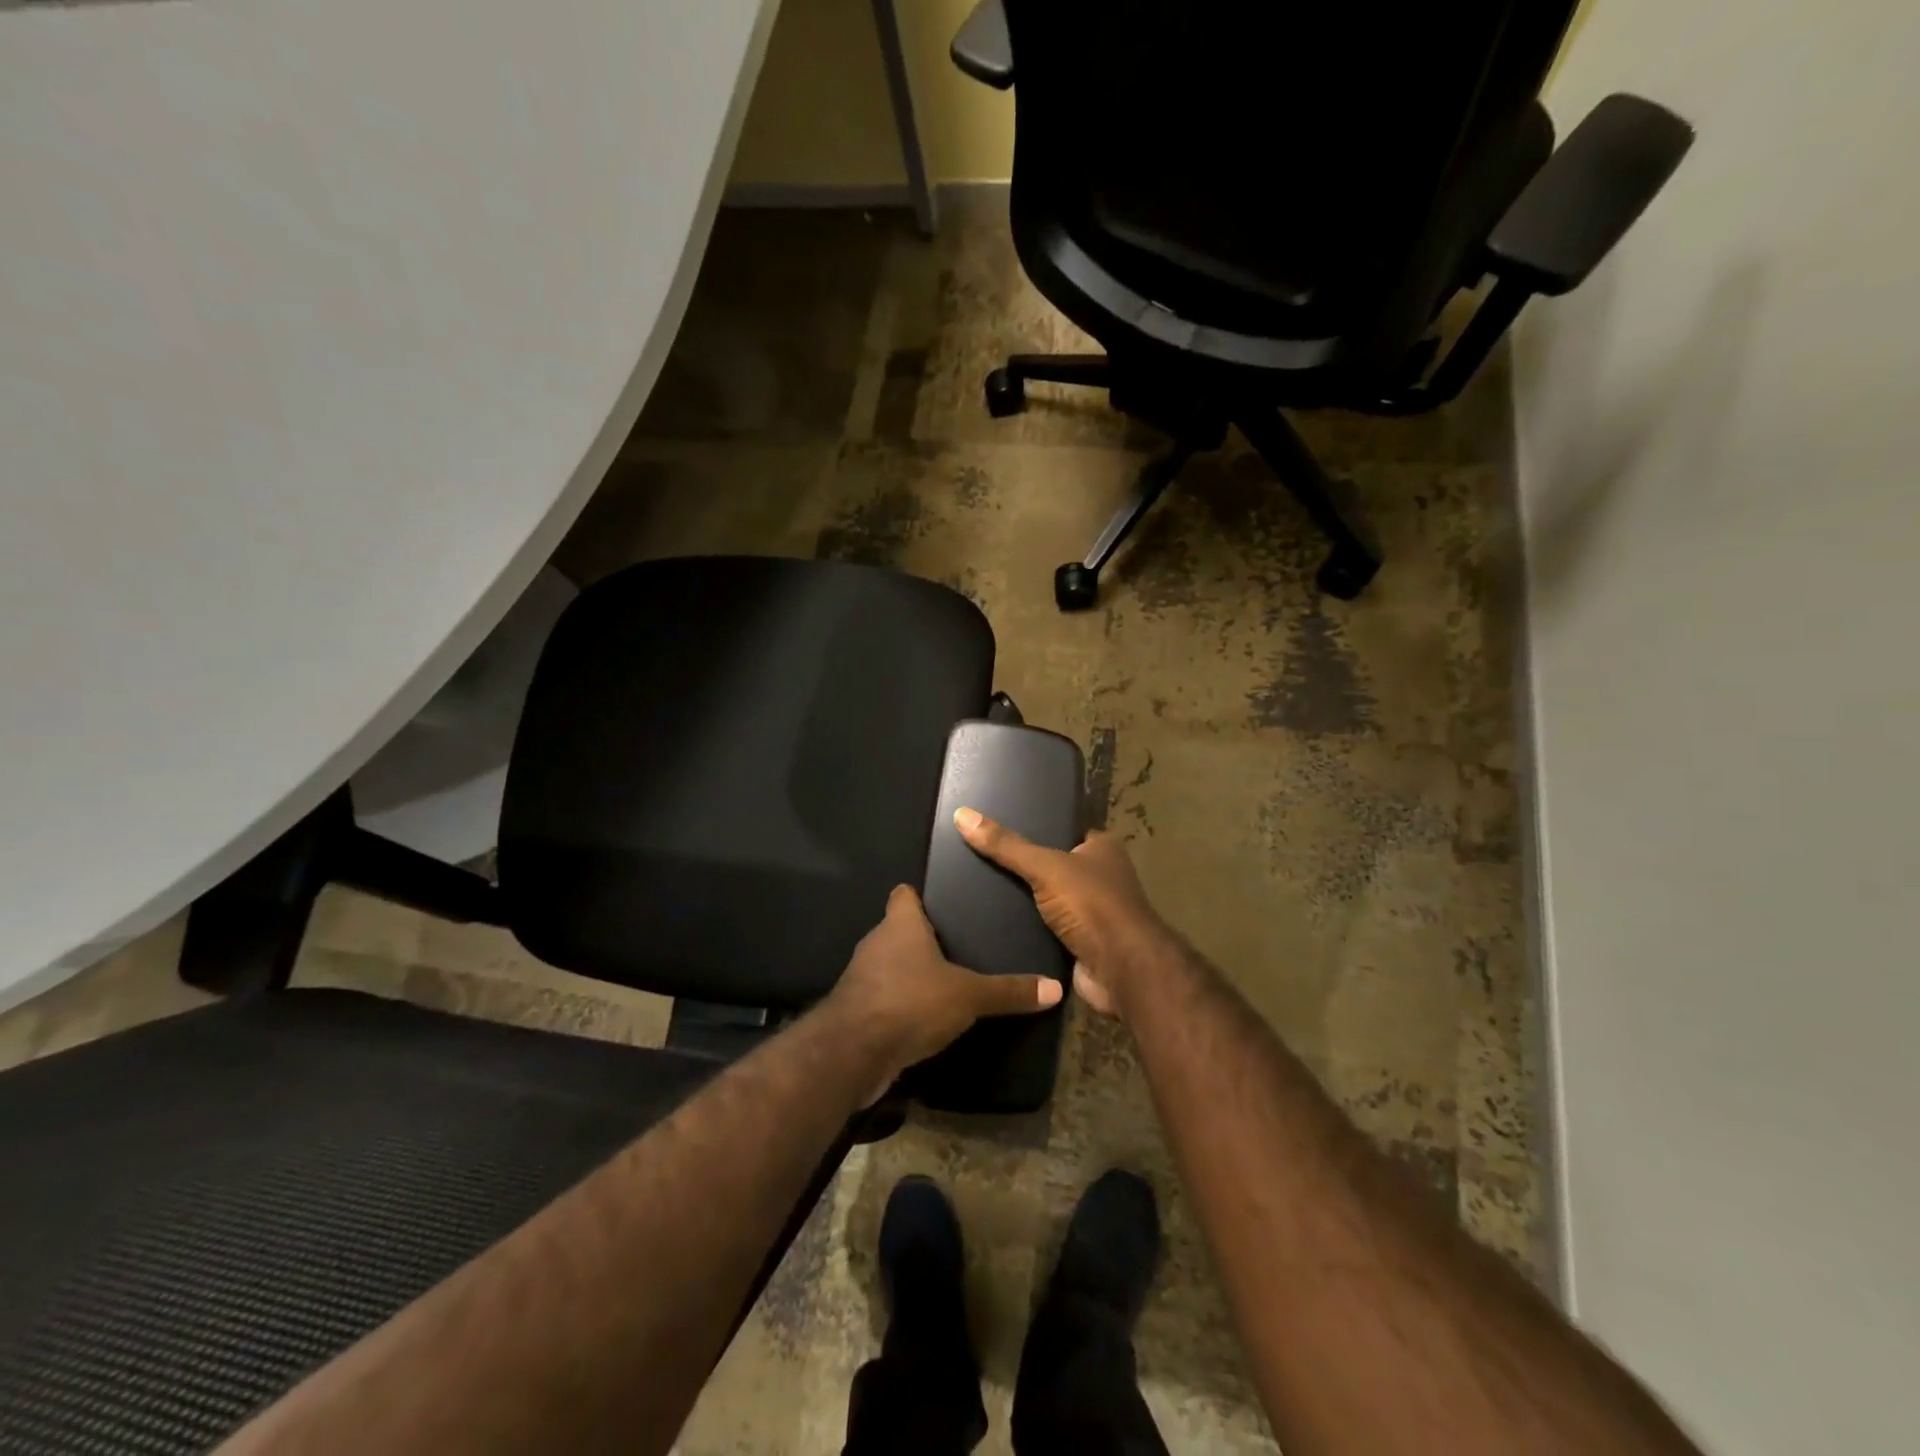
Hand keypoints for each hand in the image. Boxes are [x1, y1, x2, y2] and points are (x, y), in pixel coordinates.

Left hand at [825, 884, 1062, 1093]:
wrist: (853, 1052)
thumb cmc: (911, 1002)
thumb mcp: (968, 996)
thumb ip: (1008, 991)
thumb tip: (1056, 988)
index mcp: (900, 925)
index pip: (904, 895)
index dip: (919, 896)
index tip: (942, 903)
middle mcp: (876, 943)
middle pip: (898, 930)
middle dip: (922, 938)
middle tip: (957, 946)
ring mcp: (862, 978)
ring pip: (889, 966)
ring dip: (910, 974)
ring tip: (944, 983)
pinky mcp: (856, 1011)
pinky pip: (883, 999)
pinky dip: (900, 1005)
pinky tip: (923, 1018)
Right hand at [952, 808, 1173, 1018]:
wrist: (1121, 970)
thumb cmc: (1092, 905)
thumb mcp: (1045, 867)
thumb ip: (1006, 845)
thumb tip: (962, 814)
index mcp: (1103, 848)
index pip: (1065, 829)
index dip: (1037, 826)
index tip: (998, 826)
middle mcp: (1102, 877)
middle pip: (1055, 865)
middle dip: (1025, 866)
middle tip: (981, 860)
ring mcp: (1094, 912)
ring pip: (1050, 899)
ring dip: (1026, 900)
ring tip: (981, 890)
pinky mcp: (1081, 943)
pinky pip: (1048, 929)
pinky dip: (1028, 928)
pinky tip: (996, 923)